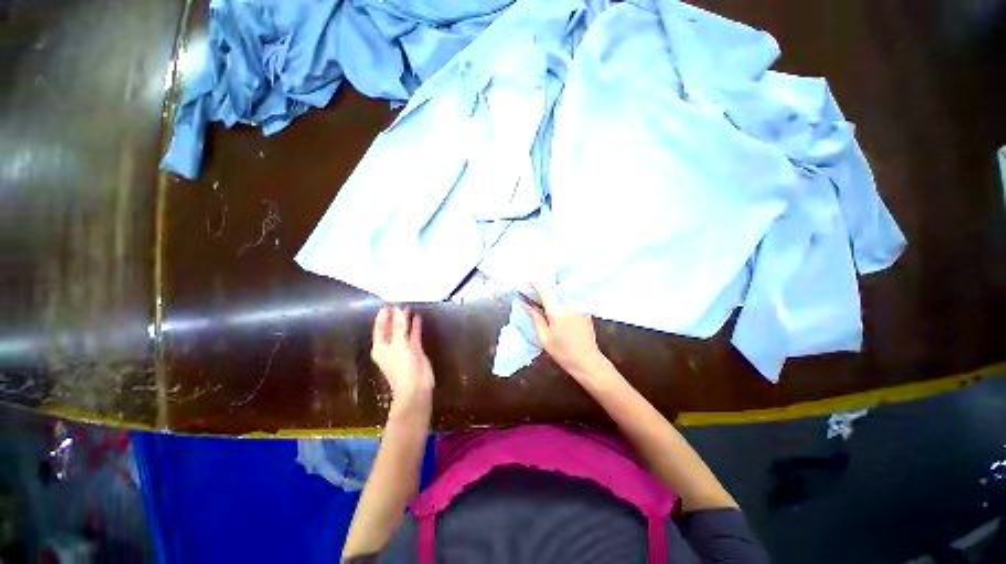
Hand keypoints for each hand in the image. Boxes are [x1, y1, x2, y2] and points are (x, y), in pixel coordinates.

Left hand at [371, 306, 434, 419]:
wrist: (416, 387)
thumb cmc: (402, 367)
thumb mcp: (399, 345)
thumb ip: (399, 327)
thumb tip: (397, 310)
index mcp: (380, 347)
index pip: (379, 328)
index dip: (383, 316)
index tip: (388, 304)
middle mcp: (390, 346)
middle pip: (391, 328)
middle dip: (394, 316)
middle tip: (399, 302)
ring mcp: (403, 348)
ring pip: (403, 330)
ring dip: (405, 320)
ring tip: (408, 307)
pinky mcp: (414, 350)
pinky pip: (413, 335)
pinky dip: (415, 327)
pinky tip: (418, 317)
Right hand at [523, 284, 608, 380]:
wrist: (587, 361)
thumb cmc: (563, 352)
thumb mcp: (544, 337)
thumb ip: (536, 318)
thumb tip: (526, 304)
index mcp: (558, 312)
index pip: (545, 291)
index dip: (536, 283)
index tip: (528, 279)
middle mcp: (570, 305)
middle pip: (555, 289)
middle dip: (545, 287)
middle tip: (535, 291)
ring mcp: (579, 306)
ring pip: (563, 292)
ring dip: (554, 292)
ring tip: (545, 298)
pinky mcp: (585, 309)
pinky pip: (571, 298)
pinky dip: (562, 297)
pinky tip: (557, 305)